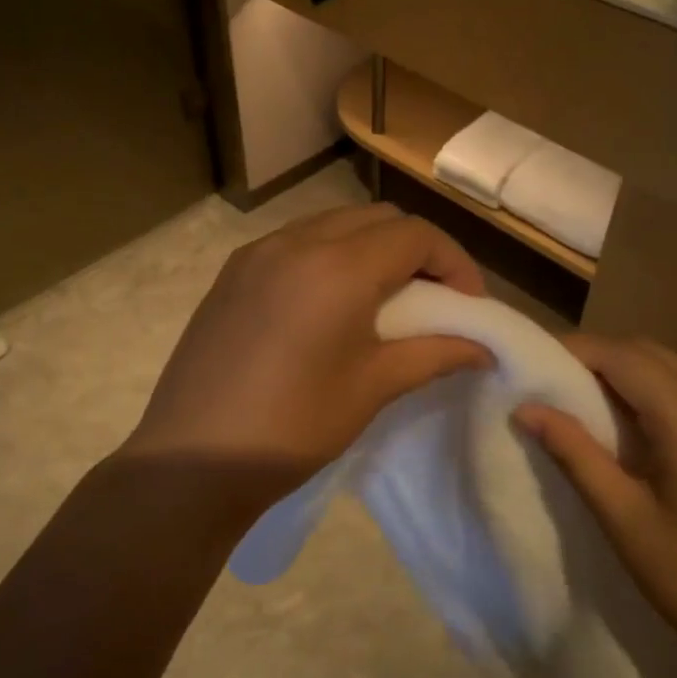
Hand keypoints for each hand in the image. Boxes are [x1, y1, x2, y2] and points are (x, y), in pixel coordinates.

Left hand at [124, 205, 489, 508]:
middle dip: (416, 249)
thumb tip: (483, 348)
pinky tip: (330, 303)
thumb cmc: (293, 426)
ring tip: (384, 298)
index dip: (454, 262)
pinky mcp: (232, 272)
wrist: (193, 459)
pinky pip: (296, 242)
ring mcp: (257, 253)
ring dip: (371, 248)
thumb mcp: (373, 388)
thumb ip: (434, 354)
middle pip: (377, 219)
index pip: (415, 235)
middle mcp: (297, 242)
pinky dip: (329, 255)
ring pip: (333, 224)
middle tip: (433, 297)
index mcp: (338, 267)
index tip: (468, 304)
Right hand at [515, 335, 676, 677]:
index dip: (577, 350)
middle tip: (556, 383)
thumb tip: (526, 410)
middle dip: (601, 357)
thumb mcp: (625, 518)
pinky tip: (641, 435)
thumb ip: (575, 454)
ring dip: (632, 375)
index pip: (624, 357)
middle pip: (653, 355)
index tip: (535, 362)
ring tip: (589, 407)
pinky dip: (661, 396)